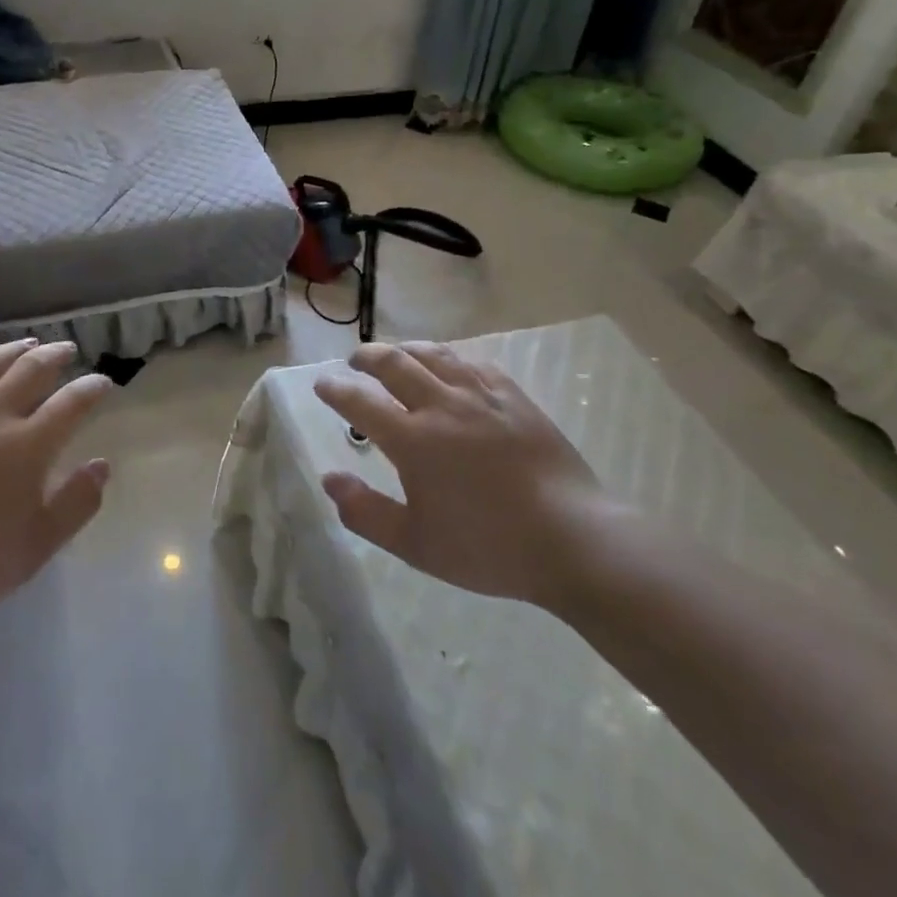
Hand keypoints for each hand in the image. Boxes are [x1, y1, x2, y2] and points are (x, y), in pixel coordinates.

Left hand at [0, 339, 112, 625]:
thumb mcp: (38, 545)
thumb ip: (76, 503)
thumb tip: (101, 465)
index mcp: (29, 445)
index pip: (71, 403)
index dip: (92, 388)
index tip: (104, 383)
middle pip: (30, 370)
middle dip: (55, 355)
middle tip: (67, 350)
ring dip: (12, 350)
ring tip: (27, 344)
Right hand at [313, 341, 616, 606]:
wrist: (574, 541)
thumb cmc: (489, 547)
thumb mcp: (415, 544)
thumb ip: (365, 512)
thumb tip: (330, 479)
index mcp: (413, 439)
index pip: (360, 401)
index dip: (335, 389)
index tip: (322, 384)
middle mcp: (442, 405)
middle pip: (394, 363)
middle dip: (366, 357)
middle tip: (355, 362)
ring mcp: (482, 397)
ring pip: (434, 354)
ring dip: (406, 349)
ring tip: (396, 354)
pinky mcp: (515, 398)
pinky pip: (474, 364)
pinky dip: (450, 360)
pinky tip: (451, 368)